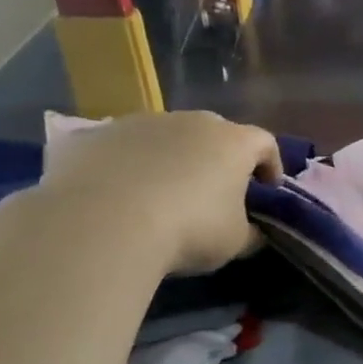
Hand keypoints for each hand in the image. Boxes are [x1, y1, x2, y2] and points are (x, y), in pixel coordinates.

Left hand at [35, 111, 281, 274]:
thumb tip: (252, 231)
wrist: (101, 224)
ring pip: (164, 138)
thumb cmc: (189, 229)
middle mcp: (188, 121)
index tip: (267, 190)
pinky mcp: (91, 136)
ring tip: (162, 195)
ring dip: (170, 159)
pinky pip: (120, 149)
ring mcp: (136, 123)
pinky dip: (126, 167)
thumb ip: (250, 231)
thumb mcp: (236, 242)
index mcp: (232, 142)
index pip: (264, 143)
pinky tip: (119, 197)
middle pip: (213, 133)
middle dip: (218, 159)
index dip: (271, 165)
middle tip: (215, 191)